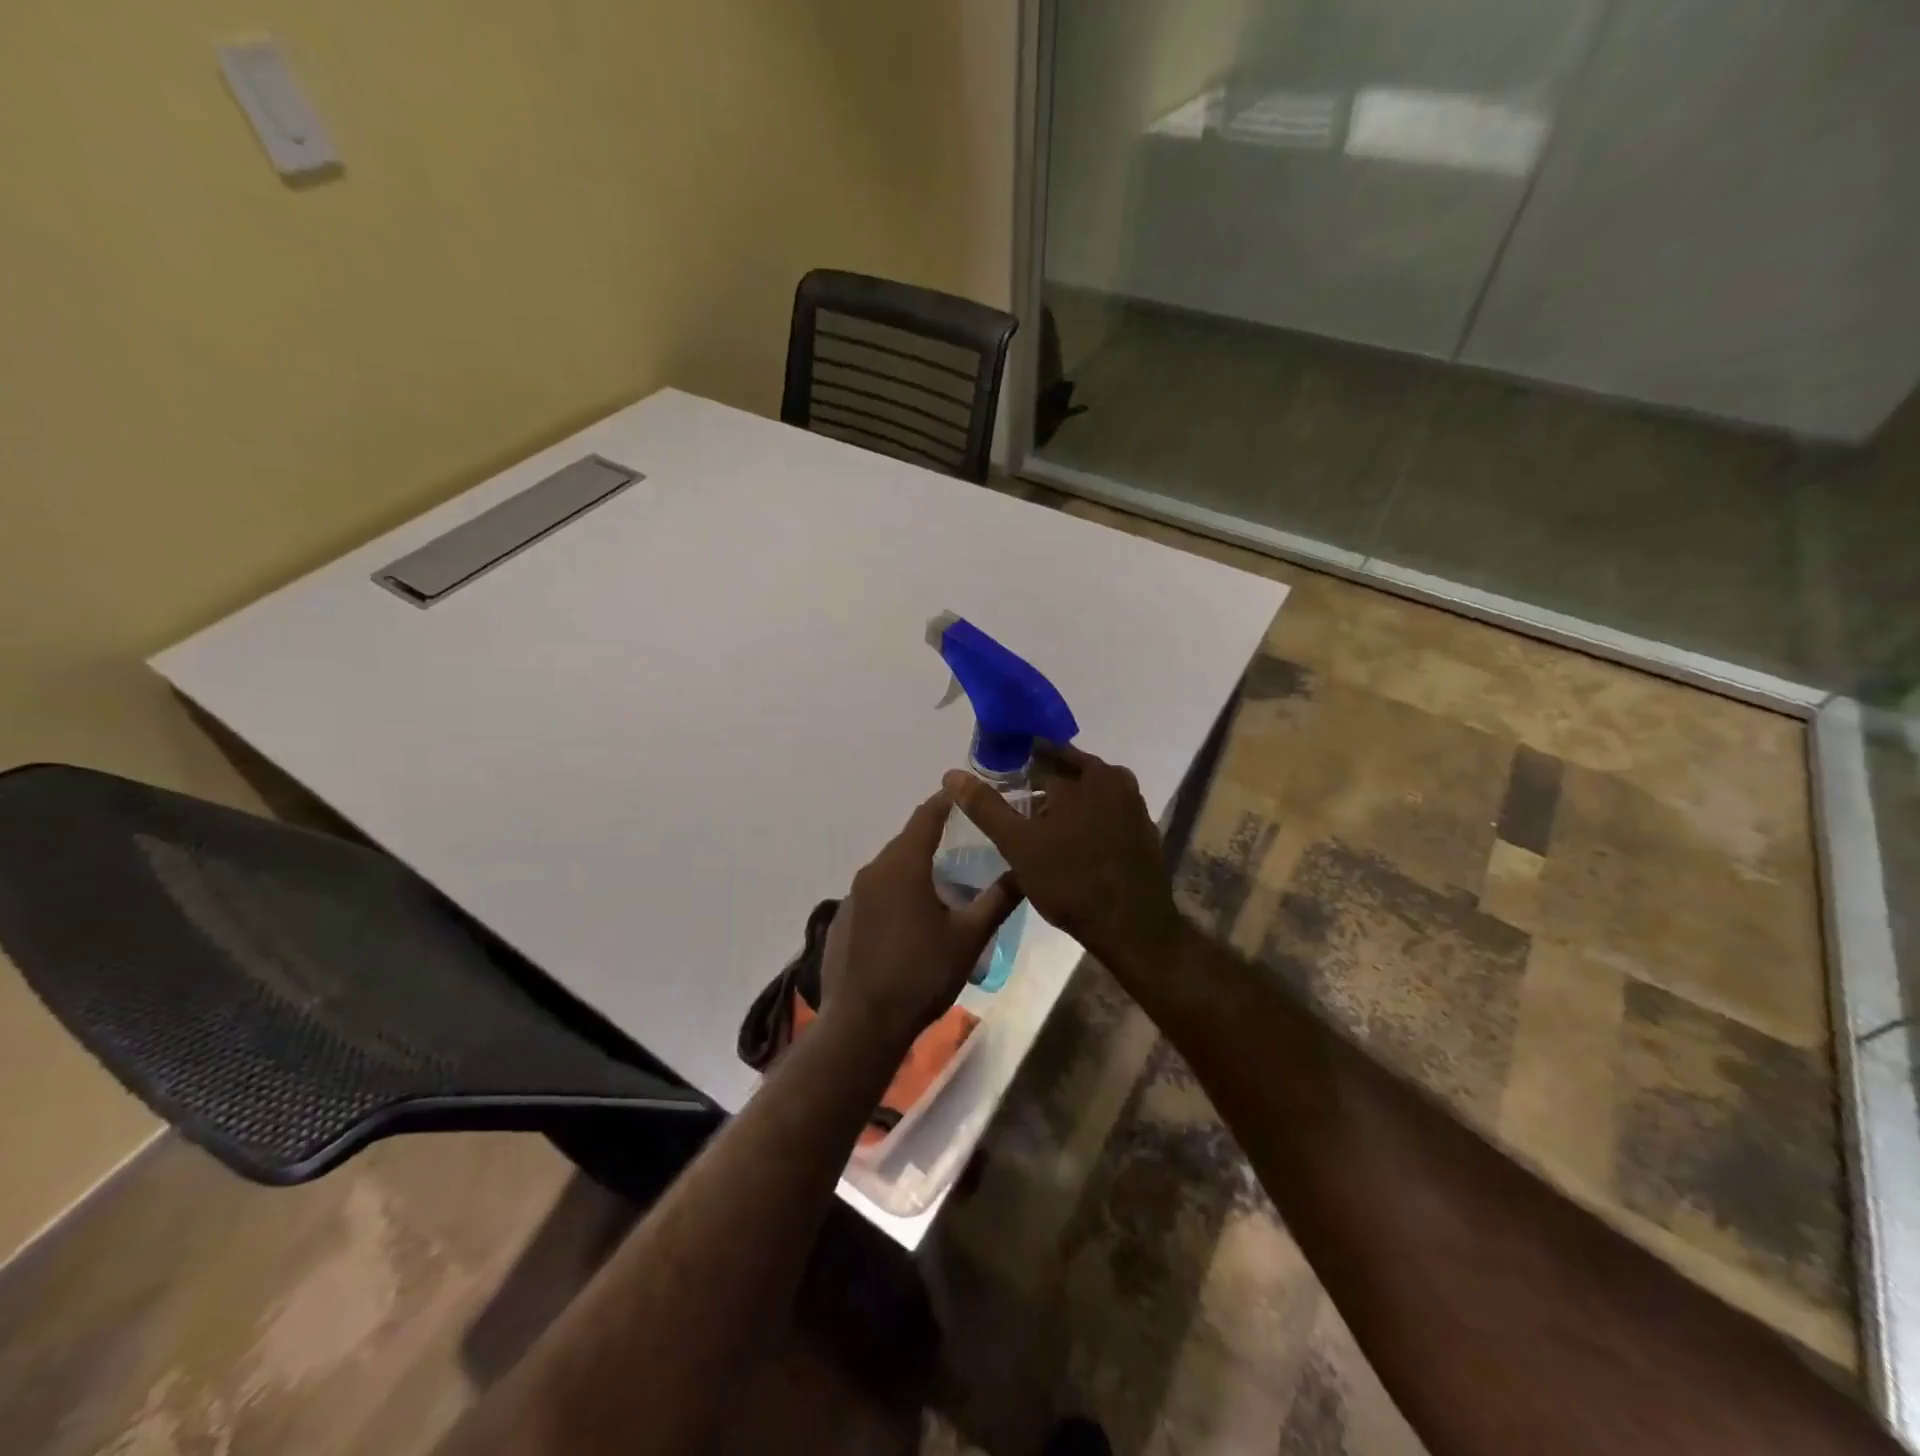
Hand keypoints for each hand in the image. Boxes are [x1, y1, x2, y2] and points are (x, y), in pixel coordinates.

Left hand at [818, 790, 1019, 1052]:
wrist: (863, 1024)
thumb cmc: (921, 974)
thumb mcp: (969, 937)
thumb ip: (998, 899)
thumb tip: (1025, 870)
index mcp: (903, 865)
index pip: (927, 815)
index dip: (948, 800)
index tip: (968, 793)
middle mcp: (873, 870)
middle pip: (907, 839)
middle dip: (935, 835)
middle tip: (968, 841)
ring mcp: (853, 895)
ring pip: (890, 866)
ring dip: (916, 865)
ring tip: (945, 881)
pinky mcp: (843, 919)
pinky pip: (875, 891)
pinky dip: (896, 891)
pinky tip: (912, 919)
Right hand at [942, 743, 1187, 986]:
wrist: (1133, 930)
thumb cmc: (1071, 881)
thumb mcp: (1018, 844)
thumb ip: (985, 806)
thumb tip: (952, 774)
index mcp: (1089, 773)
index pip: (1042, 753)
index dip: (1015, 764)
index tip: (995, 778)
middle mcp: (1117, 780)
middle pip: (1066, 772)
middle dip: (1037, 784)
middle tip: (1010, 802)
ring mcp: (1134, 807)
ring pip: (1085, 794)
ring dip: (1060, 804)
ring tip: (1031, 825)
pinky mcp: (1142, 832)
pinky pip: (1103, 814)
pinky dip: (1082, 820)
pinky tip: (1065, 844)